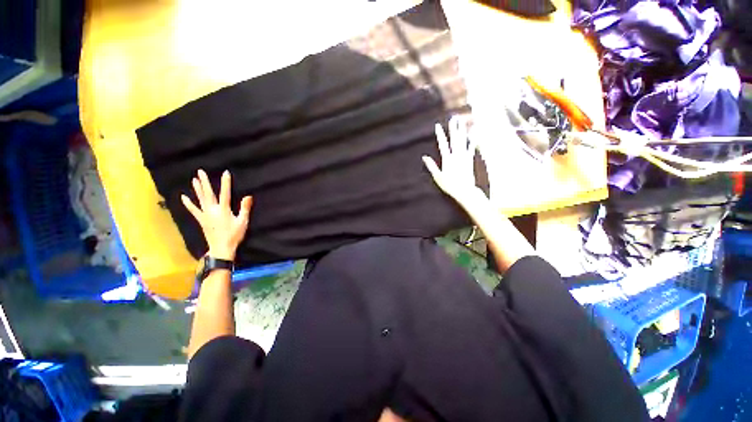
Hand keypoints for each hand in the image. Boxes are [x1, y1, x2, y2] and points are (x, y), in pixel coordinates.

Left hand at [181, 169, 251, 260]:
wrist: (221, 248)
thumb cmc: (234, 235)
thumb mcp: (243, 222)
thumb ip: (245, 208)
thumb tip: (248, 196)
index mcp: (224, 210)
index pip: (225, 193)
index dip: (225, 183)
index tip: (225, 172)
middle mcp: (212, 210)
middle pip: (208, 194)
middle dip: (205, 182)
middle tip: (200, 171)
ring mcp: (205, 215)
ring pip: (200, 199)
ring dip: (197, 189)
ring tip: (194, 179)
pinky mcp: (201, 219)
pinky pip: (193, 210)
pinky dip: (188, 204)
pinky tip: (183, 197)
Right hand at [422, 115, 488, 210]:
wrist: (465, 191)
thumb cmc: (449, 185)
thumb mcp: (437, 177)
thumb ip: (431, 166)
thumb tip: (424, 157)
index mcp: (447, 159)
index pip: (442, 144)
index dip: (440, 134)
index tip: (437, 125)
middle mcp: (456, 156)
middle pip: (454, 139)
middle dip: (453, 128)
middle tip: (453, 118)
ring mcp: (464, 157)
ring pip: (463, 141)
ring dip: (462, 131)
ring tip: (462, 122)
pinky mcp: (470, 160)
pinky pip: (471, 147)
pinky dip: (472, 140)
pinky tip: (473, 133)